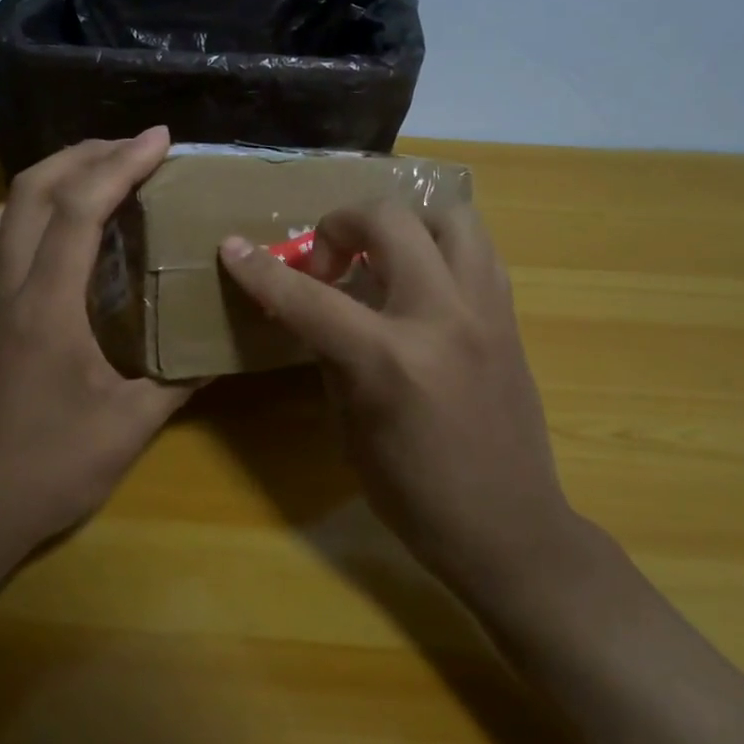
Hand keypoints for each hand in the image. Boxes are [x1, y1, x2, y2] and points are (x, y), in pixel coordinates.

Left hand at [0, 129, 192, 555]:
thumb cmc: (53, 468)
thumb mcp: (132, 426)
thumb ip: (180, 379)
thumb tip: (222, 348)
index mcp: (48, 307)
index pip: (79, 212)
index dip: (119, 165)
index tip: (159, 139)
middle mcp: (10, 290)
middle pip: (30, 192)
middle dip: (83, 154)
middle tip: (132, 147)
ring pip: (1, 213)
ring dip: (46, 179)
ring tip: (92, 175)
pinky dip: (24, 217)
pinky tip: (55, 233)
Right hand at [219, 201, 583, 606]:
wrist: (508, 526)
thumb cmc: (414, 494)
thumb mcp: (350, 428)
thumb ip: (331, 357)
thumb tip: (317, 312)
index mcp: (389, 360)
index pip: (310, 298)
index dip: (262, 271)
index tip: (233, 248)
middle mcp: (442, 318)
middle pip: (388, 221)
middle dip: (340, 224)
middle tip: (328, 264)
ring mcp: (485, 311)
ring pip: (450, 216)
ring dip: (405, 225)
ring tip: (383, 258)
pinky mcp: (510, 317)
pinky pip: (478, 251)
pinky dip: (441, 249)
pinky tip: (423, 282)